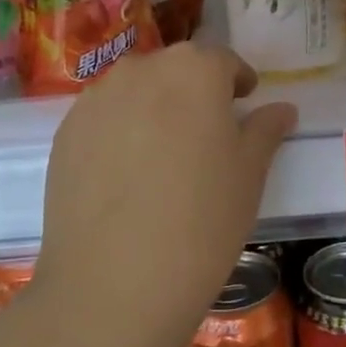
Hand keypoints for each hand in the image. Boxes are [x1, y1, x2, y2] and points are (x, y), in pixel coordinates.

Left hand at [37, 44, 295, 346]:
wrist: (114, 285)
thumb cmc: (202, 220)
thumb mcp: (249, 174)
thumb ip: (265, 130)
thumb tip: (281, 109)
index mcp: (194, 69)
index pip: (223, 61)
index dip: (237, 83)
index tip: (243, 106)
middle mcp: (142, 69)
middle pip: (176, 70)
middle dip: (194, 92)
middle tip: (206, 137)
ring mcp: (97, 99)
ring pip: (136, 91)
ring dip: (154, 108)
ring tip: (163, 158)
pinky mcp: (65, 132)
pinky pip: (104, 118)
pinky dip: (120, 132)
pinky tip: (126, 177)